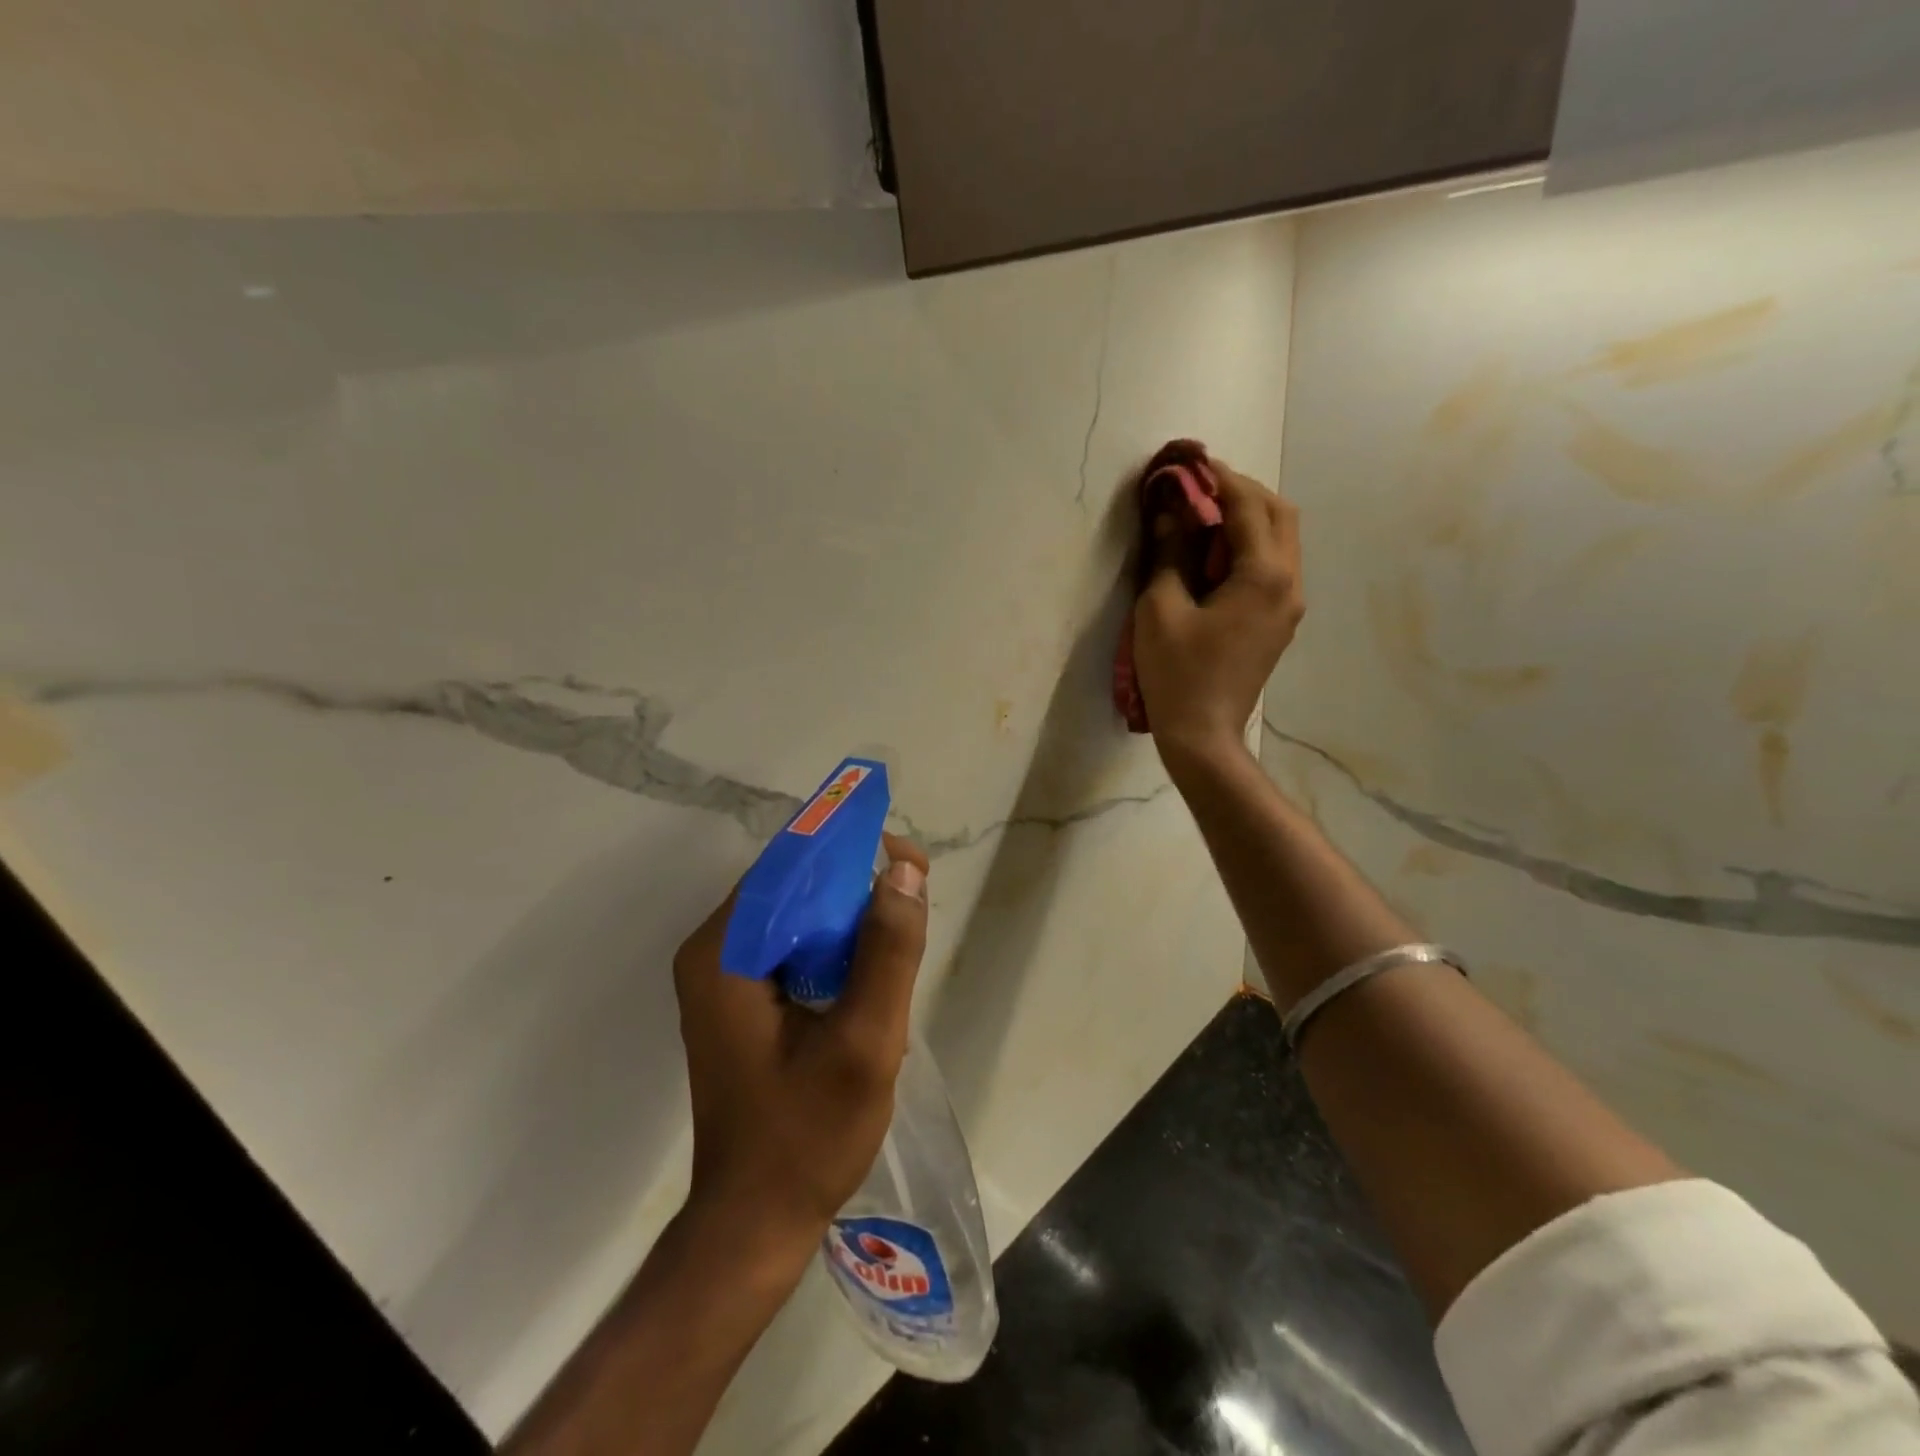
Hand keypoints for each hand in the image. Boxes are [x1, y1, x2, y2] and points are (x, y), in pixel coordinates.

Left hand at [672, 834, 930, 1260]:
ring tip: (903, 923)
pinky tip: (872, 964)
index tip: (907, 859)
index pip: (789, 865)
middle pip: (791, 885)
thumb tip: (903, 869)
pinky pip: (793, 947)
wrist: (755, 1225)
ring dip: (849, 912)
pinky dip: (834, 944)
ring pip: (796, 915)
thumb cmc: (806, 1137)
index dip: (850, 847)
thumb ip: (887, 951)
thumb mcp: (864, 1042)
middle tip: (915, 891)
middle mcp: (714, 953)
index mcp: (725, 953)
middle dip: (855, 880)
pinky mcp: (740, 1002)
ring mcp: (723, 979)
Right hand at [1134, 455, 1304, 767]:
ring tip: (1204, 516)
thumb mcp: (1160, 609)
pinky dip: (1248, 547)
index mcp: (1263, 575)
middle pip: (1279, 514)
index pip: (1247, 506)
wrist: (1203, 735)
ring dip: (1248, 518)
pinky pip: (1273, 566)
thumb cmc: (1177, 673)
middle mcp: (1288, 583)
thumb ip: (1167, 553)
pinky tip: (1215, 556)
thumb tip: (1167, 511)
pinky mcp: (1279, 622)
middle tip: (1199, 487)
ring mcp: (1289, 605)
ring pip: (1281, 539)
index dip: (1217, 479)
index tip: (1189, 462)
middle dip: (1241, 492)